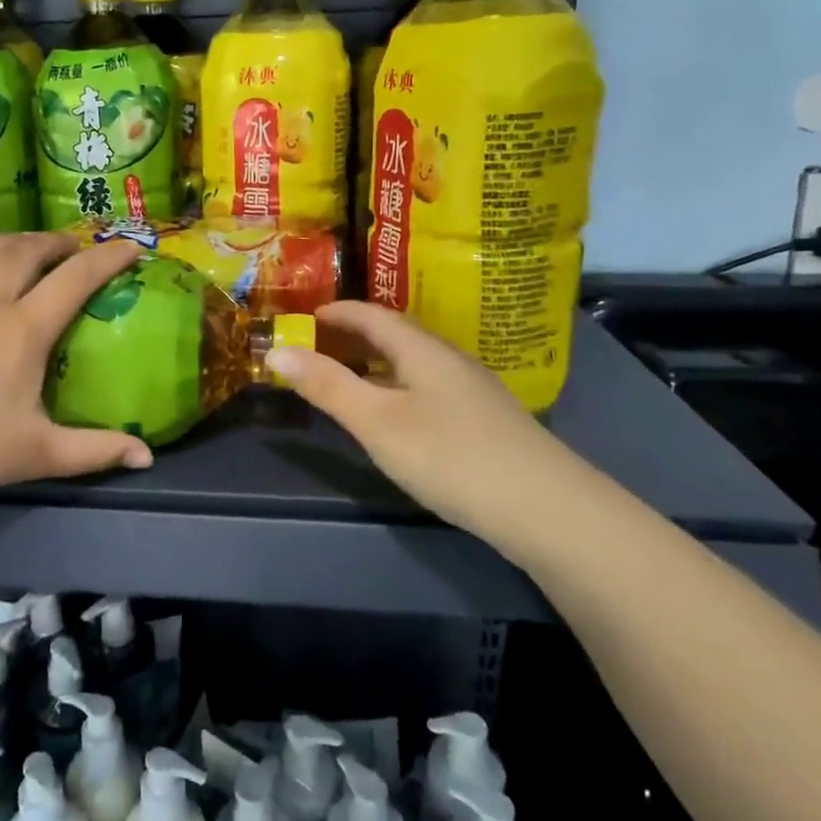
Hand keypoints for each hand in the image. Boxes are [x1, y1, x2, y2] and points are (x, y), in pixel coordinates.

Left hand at [0, 233, 153, 506]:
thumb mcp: (35, 455)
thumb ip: (95, 451)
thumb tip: (147, 458)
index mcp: (22, 329)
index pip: (76, 278)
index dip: (108, 256)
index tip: (129, 246)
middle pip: (28, 250)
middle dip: (56, 242)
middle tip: (70, 249)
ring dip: (12, 241)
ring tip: (24, 247)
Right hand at [268, 301, 587, 547]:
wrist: (544, 508)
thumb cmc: (449, 456)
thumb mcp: (376, 422)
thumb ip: (327, 386)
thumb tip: (277, 352)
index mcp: (422, 350)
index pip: (373, 315)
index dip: (338, 311)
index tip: (308, 314)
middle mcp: (449, 359)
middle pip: (396, 334)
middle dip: (355, 334)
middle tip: (319, 343)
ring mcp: (472, 389)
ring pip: (414, 361)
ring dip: (378, 360)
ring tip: (349, 374)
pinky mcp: (484, 419)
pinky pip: (428, 384)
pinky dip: (398, 383)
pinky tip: (396, 411)